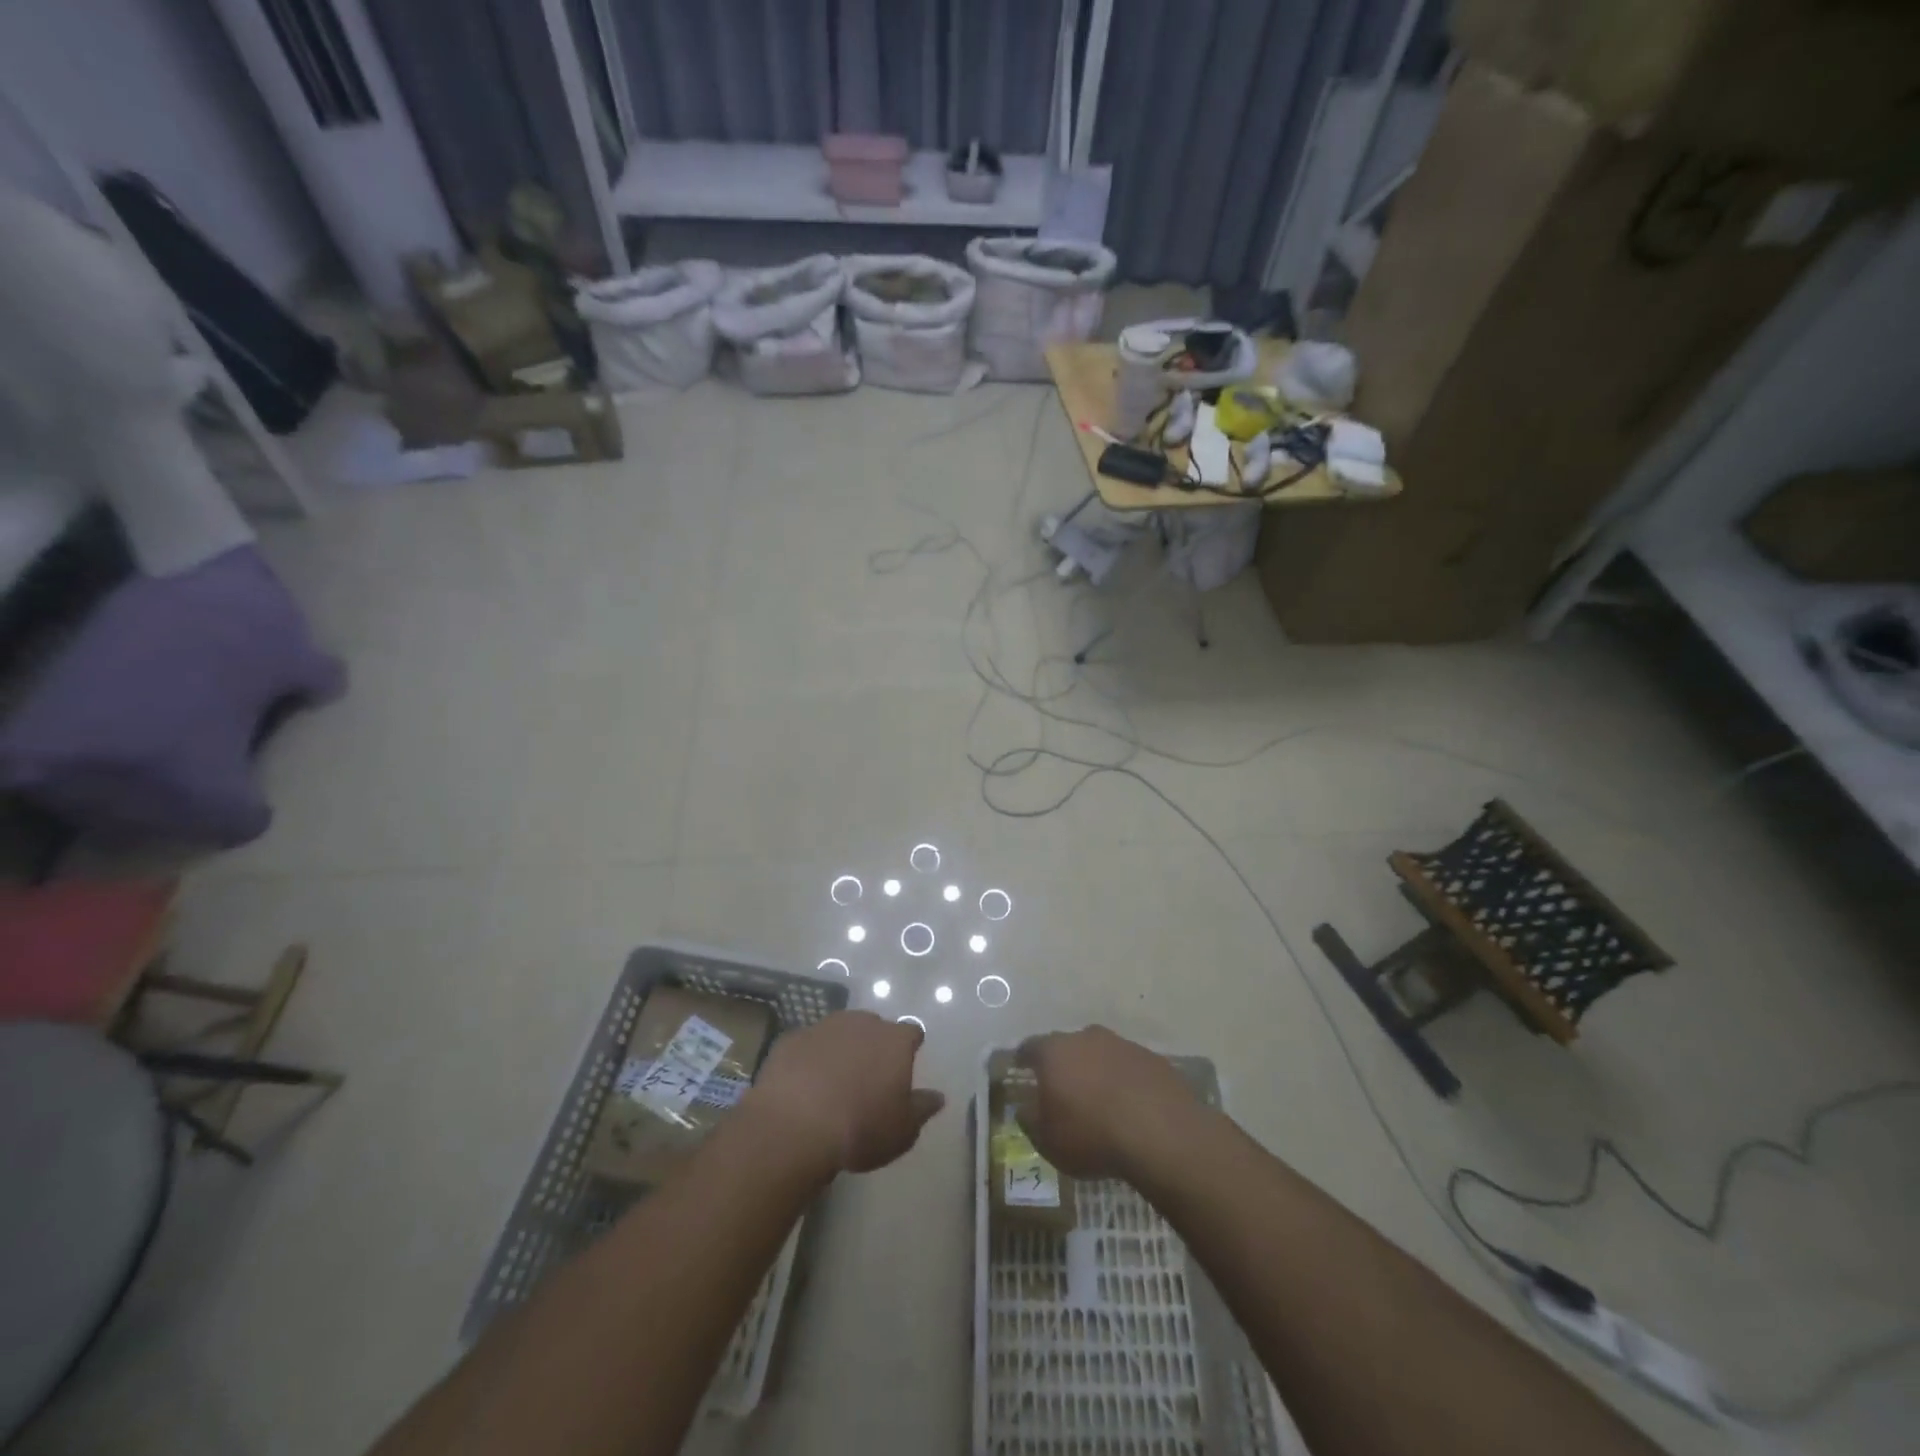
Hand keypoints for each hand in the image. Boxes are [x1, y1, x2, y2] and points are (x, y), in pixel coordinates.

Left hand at [745, 1011, 944, 1176]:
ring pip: (840, 1031)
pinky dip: (810, 1059)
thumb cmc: (860, 1129)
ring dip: (841, 1049)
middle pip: (874, 1027)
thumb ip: (922, 1109)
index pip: (912, 1033)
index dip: (909, 1049)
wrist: (795, 1126)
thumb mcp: (902, 1131)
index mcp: (894, 1041)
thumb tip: (938, 1097)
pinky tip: (803, 1085)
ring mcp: (824, 1027)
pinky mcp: (792, 1039)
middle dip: (873, 1046)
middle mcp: (862, 1023)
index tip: (904, 1069)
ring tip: (833, 1082)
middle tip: (867, 1079)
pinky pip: (808, 1045)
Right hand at [1014, 1026, 1201, 1179]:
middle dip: (1064, 1064)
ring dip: (1097, 1071)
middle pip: (1068, 1046)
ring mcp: (1123, 1045)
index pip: (1030, 1047)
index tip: (1020, 1068)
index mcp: (1055, 1052)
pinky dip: (1125, 1081)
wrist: (1161, 1134)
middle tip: (1063, 1088)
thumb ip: (1030, 1121)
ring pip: (1101, 1054)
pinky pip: (1129, 1067)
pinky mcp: (1153, 1059)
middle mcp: (1087, 1038)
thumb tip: (1024, 1108)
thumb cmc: (1092, 1136)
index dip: (1023, 1058)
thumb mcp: (1048, 1141)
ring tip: (1100, 1100)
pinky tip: (1131, 1106)